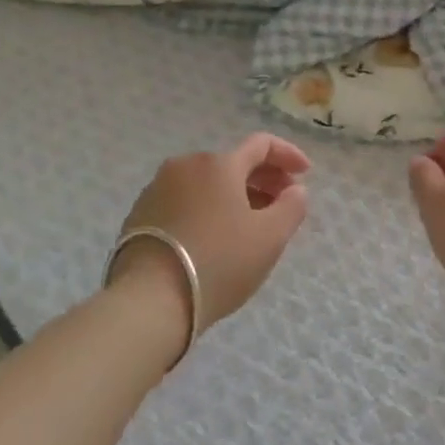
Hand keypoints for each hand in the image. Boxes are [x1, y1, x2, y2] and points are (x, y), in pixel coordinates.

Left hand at [111, 133, 311, 332]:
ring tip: (249, 224)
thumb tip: (295, 190)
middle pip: (233, 162)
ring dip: (234, 195)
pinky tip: (214, 237)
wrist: (149, 300)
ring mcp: (158, 188)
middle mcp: (186, 165)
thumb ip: (292, 207)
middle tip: (282, 203)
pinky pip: (184, 200)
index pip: (262, 144)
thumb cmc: (219, 262)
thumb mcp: (270, 238)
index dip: (288, 155)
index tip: (306, 174)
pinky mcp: (139, 214)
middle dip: (263, 178)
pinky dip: (206, 208)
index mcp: (220, 164)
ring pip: (207, 183)